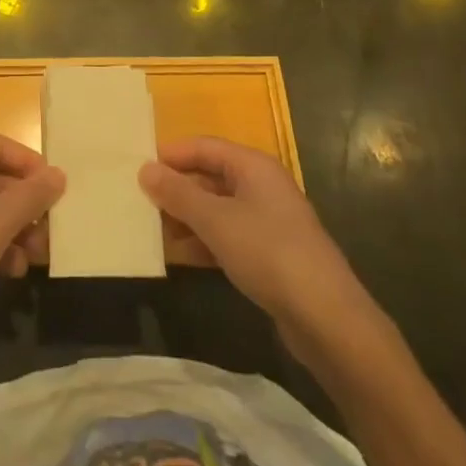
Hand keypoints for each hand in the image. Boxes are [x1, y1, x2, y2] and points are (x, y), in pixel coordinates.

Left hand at [0, 135, 64, 356]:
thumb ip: (33, 194)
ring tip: (40, 255)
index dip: (28, 161)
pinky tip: (16, 270)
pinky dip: (0, 248)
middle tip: (52, 226)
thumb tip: (58, 174)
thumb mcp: (1, 218)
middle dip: (27, 203)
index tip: (54, 185)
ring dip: (18, 230)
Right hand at [140, 138, 371, 351]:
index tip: (138, 167)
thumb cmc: (268, 252)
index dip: (172, 154)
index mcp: (253, 166)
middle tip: (141, 200)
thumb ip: (178, 193)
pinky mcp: (270, 254)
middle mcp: (262, 186)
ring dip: (187, 217)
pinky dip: (204, 241)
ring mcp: (268, 221)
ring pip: (217, 208)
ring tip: (154, 229)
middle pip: (210, 176)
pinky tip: (180, 255)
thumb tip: (145, 168)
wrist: (327, 318)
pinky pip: (228, 236)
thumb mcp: (215, 220)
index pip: (204, 146)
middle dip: (177, 188)